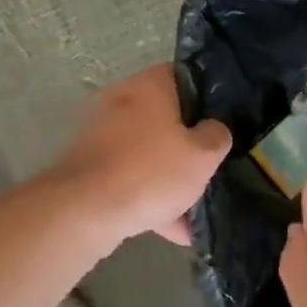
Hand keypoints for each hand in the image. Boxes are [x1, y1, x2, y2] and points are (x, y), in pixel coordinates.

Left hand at [50, 65, 230, 249]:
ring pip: (147, 152)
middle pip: (165, 117)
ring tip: (193, 213)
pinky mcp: (90, 167)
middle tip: (209, 166)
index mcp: (149, 86)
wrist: (84, 211)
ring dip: (169, 179)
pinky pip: (129, 178)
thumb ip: (216, 137)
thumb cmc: (151, 171)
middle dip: (187, 146)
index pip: (183, 75)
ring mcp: (102, 135)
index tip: (221, 119)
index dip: (206, 95)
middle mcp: (122, 102)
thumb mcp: (202, 155)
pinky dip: (148, 198)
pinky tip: (173, 230)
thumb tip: (214, 130)